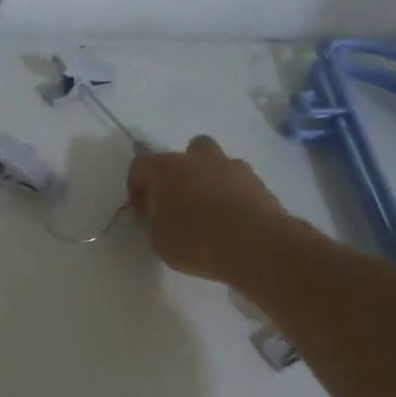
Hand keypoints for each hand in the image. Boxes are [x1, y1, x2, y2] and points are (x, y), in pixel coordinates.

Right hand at [127, 136, 298, 282]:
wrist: (256, 244)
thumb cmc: (195, 241)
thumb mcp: (158, 240)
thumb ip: (154, 221)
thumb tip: (159, 213)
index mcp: (166, 169)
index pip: (140, 165)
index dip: (136, 186)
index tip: (142, 210)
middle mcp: (199, 159)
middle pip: (187, 151)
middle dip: (181, 171)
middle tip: (178, 200)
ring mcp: (233, 167)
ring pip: (217, 162)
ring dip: (210, 179)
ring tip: (209, 210)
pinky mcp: (259, 182)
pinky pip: (239, 182)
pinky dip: (233, 194)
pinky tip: (232, 219)